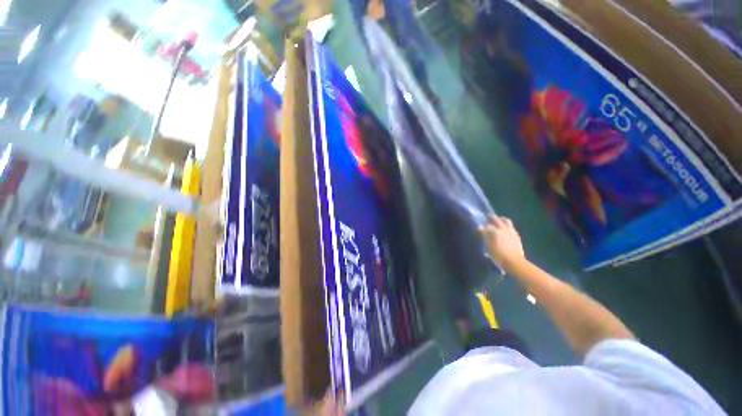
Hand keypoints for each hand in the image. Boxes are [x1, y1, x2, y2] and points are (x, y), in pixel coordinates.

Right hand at [479, 214, 525, 272]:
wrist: (514, 262)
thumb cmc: (498, 256)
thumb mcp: (488, 246)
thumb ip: (484, 236)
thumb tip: (480, 227)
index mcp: (495, 232)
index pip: (487, 225)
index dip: (482, 225)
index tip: (479, 226)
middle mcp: (503, 229)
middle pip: (497, 219)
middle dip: (491, 217)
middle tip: (488, 216)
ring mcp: (511, 231)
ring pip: (506, 221)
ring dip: (501, 219)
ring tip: (498, 219)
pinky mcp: (516, 235)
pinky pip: (511, 226)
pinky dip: (506, 225)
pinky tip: (505, 228)